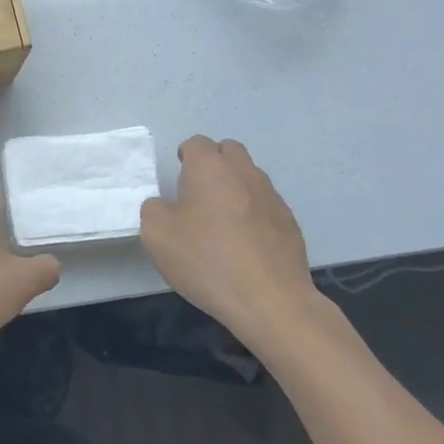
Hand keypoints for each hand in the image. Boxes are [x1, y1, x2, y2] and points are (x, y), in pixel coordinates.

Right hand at [139, 137, 319, 344]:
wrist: (270, 300)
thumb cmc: (207, 260)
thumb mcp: (157, 236)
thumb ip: (153, 210)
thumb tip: (163, 205)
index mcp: (210, 168)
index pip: (197, 143)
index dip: (185, 156)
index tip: (178, 180)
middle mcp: (244, 173)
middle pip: (229, 151)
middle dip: (213, 163)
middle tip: (199, 193)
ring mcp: (272, 197)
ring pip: (250, 176)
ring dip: (235, 187)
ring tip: (223, 220)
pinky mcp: (290, 222)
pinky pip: (266, 205)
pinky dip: (254, 213)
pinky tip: (245, 243)